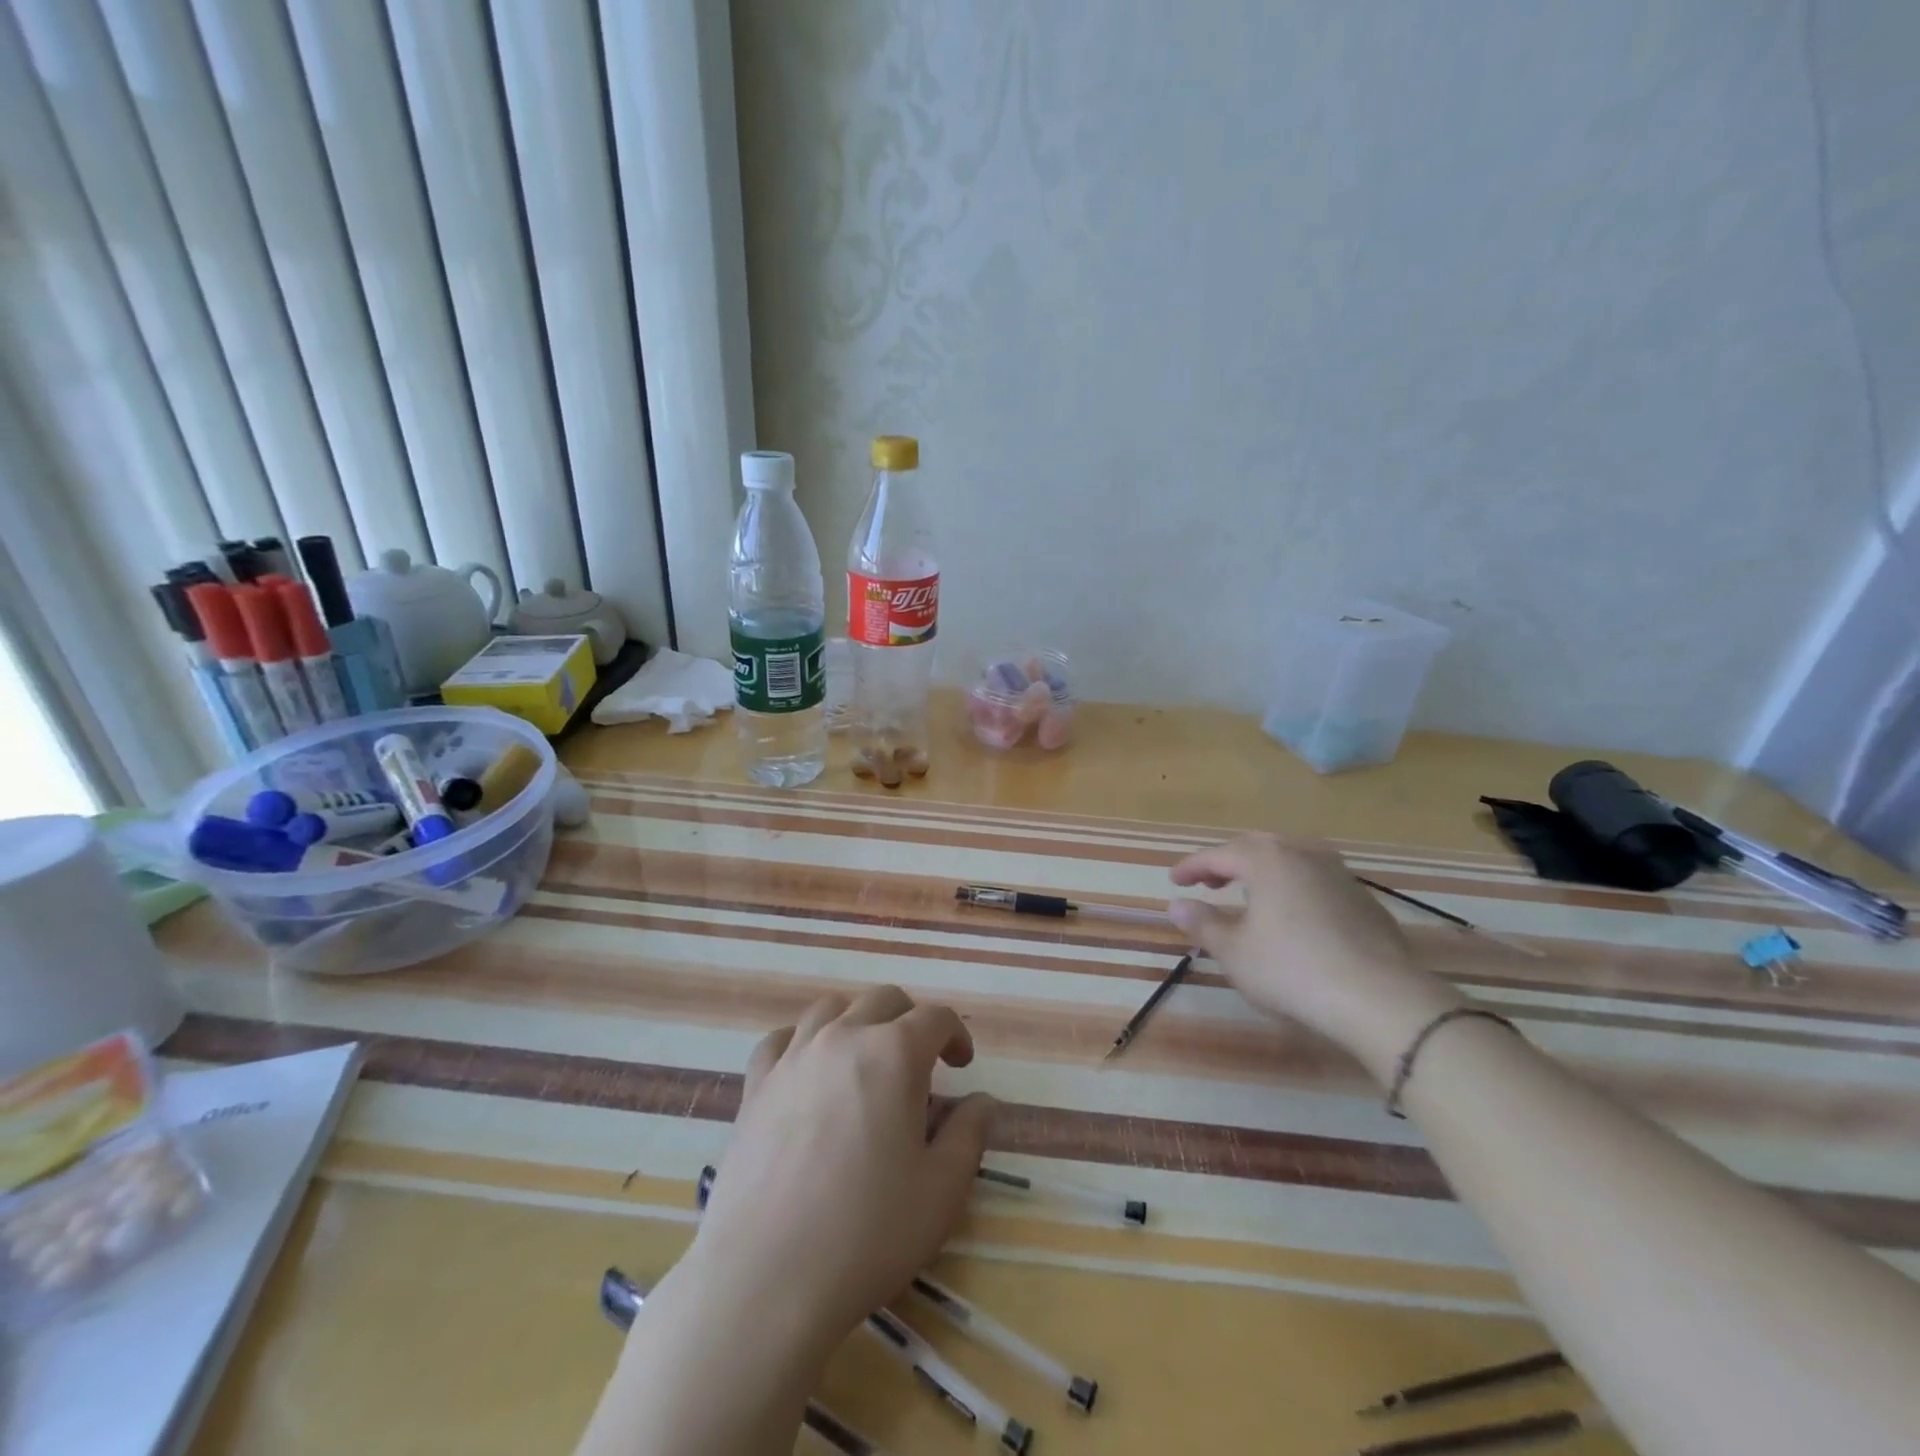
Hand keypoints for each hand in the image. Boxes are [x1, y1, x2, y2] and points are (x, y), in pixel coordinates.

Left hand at [691, 986, 993, 1350]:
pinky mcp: (756, 1084)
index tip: (961, 1066)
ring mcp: (793, 1056)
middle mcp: (844, 1037)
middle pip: (883, 1000)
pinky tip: (809, 1072)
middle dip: (910, 1021)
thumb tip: (980, 1102)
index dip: (956, 1035)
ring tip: (865, 1061)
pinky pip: (782, 1039)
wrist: (766, 1277)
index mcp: (894, 1053)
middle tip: (920, 1065)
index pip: (935, 1017)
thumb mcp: (941, 1191)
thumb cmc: (867, 1234)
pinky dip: (803, 1042)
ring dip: (858, 1021)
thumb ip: (969, 1135)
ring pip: (831, 1008)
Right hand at [1169, 834, 1461, 1078]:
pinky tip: (1292, 916)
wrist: (1380, 998)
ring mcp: (1339, 874)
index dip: (1192, 867)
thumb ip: (1203, 923)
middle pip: (1256, 848)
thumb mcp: (1234, 952)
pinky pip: (1316, 882)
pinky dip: (1293, 889)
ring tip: (1248, 893)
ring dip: (1263, 872)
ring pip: (1291, 860)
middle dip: (1227, 863)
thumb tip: (1177, 905)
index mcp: (1267, 859)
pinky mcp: (1364, 900)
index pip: (1218, 854)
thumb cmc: (1292, 970)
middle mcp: (1303, 854)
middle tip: (1208, 882)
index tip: (1174, 881)